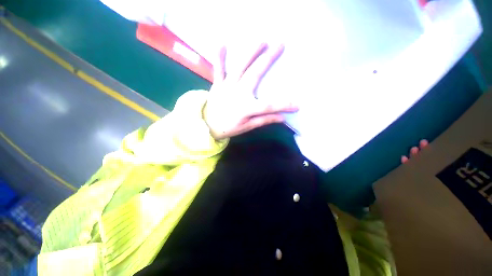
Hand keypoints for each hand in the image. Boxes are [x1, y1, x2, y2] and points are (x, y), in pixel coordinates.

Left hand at [203, 43, 298, 139]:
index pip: (269, 106)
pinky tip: (222, 44)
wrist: (207, 125)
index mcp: (246, 107)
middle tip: (280, 45)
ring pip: (240, 67)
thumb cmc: (228, 127)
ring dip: (250, 53)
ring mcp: (227, 86)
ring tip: (261, 41)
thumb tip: (282, 119)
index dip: (284, 105)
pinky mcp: (217, 84)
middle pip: (255, 75)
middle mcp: (238, 93)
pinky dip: (220, 57)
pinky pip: (219, 69)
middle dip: (268, 60)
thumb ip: (264, 120)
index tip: (297, 104)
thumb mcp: (247, 127)